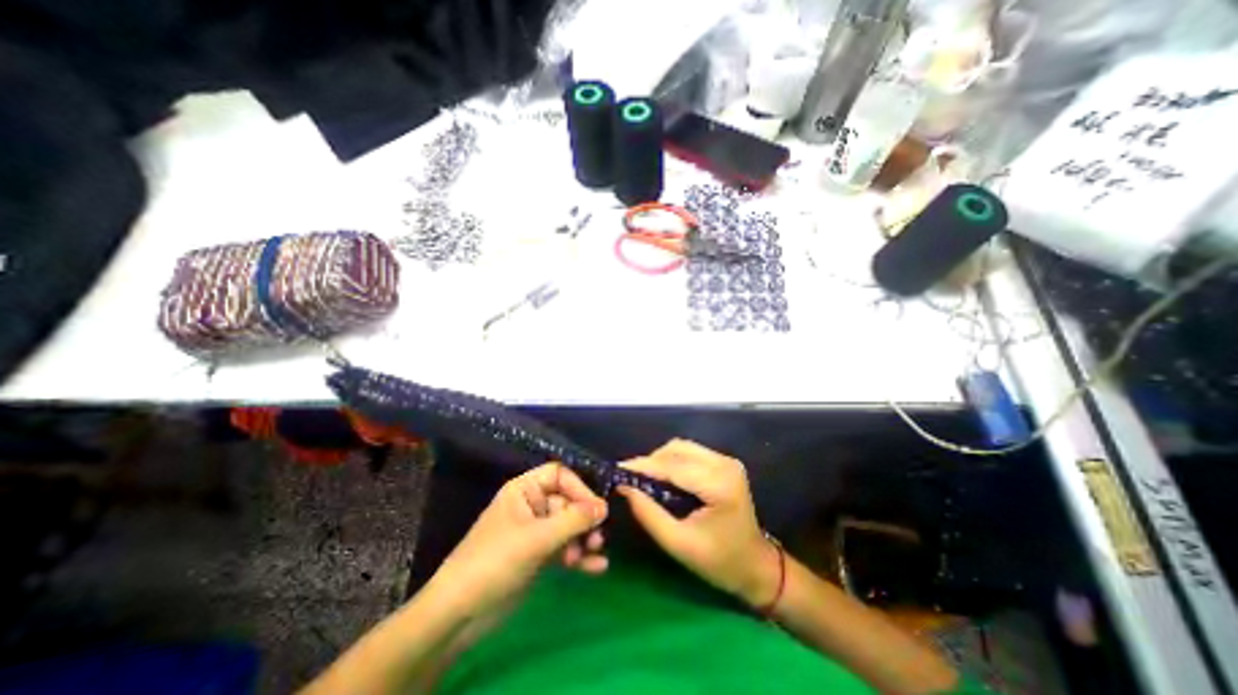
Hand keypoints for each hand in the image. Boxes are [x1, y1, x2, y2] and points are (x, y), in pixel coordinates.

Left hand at [431, 463, 608, 622]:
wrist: (460, 614)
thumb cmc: (496, 561)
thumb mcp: (537, 538)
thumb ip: (573, 520)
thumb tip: (604, 506)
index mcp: (525, 490)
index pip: (559, 475)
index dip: (579, 488)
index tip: (597, 507)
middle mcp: (532, 506)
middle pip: (568, 502)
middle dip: (584, 519)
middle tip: (597, 537)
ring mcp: (536, 531)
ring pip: (569, 526)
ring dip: (584, 538)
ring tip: (595, 552)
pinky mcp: (539, 555)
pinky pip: (565, 547)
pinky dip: (580, 555)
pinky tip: (597, 566)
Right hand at [624, 441, 775, 607]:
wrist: (756, 565)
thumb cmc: (719, 562)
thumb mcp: (679, 544)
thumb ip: (649, 514)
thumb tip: (624, 488)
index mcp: (719, 485)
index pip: (673, 467)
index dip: (643, 466)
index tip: (618, 470)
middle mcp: (724, 464)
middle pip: (677, 450)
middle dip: (651, 461)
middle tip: (630, 478)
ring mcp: (727, 461)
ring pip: (682, 447)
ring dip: (661, 459)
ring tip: (644, 478)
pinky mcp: (724, 463)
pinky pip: (690, 453)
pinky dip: (672, 461)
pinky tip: (663, 476)